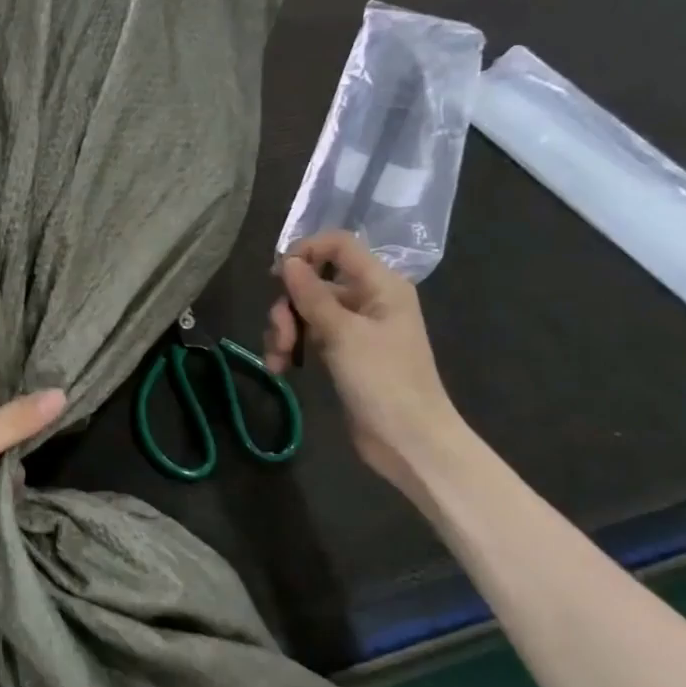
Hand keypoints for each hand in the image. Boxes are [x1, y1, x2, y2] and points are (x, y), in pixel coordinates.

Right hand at [262, 230, 459, 491]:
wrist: (409, 441)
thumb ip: (311, 294)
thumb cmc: (383, 381)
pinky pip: (309, 336)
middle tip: (280, 337)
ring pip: (305, 311)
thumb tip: (288, 260)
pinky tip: (281, 369)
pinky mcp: (343, 354)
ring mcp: (354, 328)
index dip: (306, 251)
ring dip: (284, 331)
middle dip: (288, 307)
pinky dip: (292, 348)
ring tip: (278, 361)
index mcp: (380, 284)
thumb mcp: (342, 334)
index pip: (338, 245)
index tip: (276, 276)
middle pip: (314, 281)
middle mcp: (367, 299)